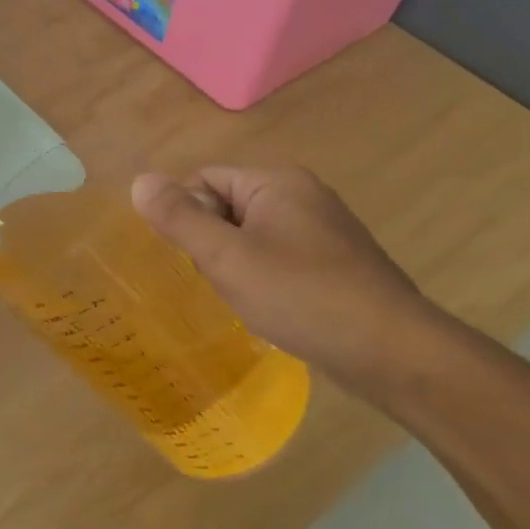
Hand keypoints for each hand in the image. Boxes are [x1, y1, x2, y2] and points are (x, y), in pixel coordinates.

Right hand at [131, 165, 445, 392]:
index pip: (204, 179)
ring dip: (236, 264)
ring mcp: (323, 229)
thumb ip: (180, 218)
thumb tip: (140, 180)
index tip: (192, 258)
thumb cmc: (300, 295)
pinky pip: (279, 257)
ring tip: (241, 298)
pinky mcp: (336, 262)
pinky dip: (263, 278)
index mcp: (276, 182)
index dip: (186, 215)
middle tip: (217, 281)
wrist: (390, 349)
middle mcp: (302, 194)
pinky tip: (268, 307)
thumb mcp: (226, 256)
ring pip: (252, 236)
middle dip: (211, 243)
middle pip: (227, 206)